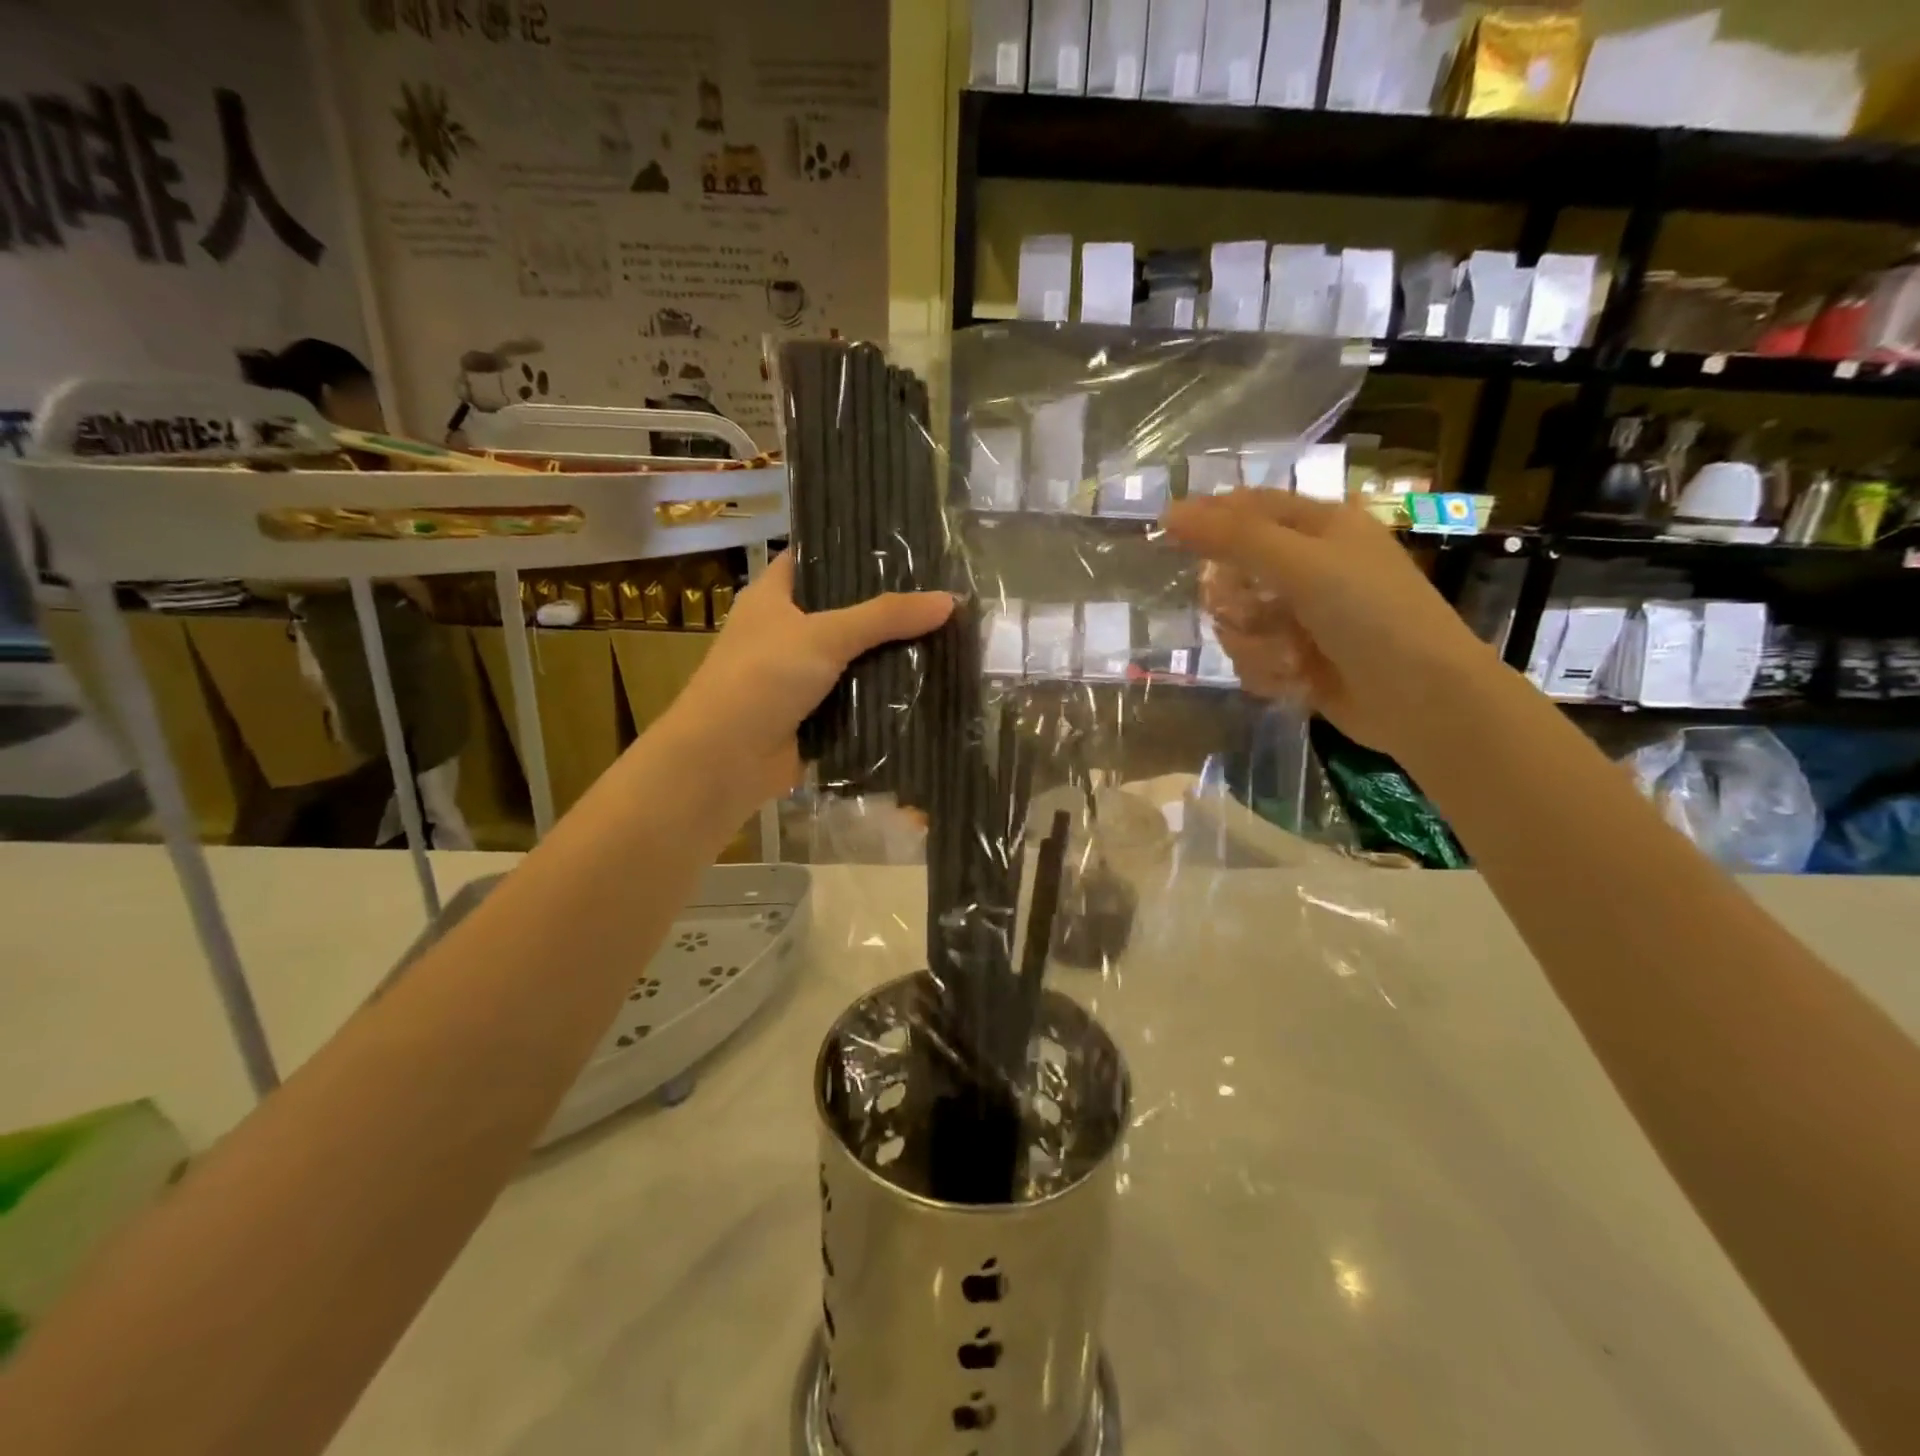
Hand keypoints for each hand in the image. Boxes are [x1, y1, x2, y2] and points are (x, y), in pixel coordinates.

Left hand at [667, 552, 953, 802]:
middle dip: (887, 608)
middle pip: (844, 611)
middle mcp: (786, 632)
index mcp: (773, 597)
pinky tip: (928, 683)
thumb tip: (950, 600)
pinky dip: (884, 695)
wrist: (726, 760)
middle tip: (940, 594)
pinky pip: (858, 698)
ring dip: (891, 655)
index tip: (905, 546)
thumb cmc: (762, 678)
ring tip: (947, 634)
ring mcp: (800, 676)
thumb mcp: (824, 635)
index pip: (816, 559)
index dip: (854, 550)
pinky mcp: (815, 715)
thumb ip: (885, 616)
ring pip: (855, 657)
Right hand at [1162, 491, 1497, 756]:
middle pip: (1231, 570)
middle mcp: (1308, 567)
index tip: (1167, 533)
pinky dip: (1266, 670)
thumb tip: (1170, 511)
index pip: (1248, 506)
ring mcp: (1301, 616)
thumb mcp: (1302, 564)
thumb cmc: (1370, 614)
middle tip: (1246, 610)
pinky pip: (1250, 657)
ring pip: (1236, 621)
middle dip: (1233, 598)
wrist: (1420, 697)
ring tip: (1287, 655)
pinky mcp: (1296, 659)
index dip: (1208, 517)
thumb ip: (1233, 537)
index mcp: (1319, 527)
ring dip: (1252, 642)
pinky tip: (1294, 679)